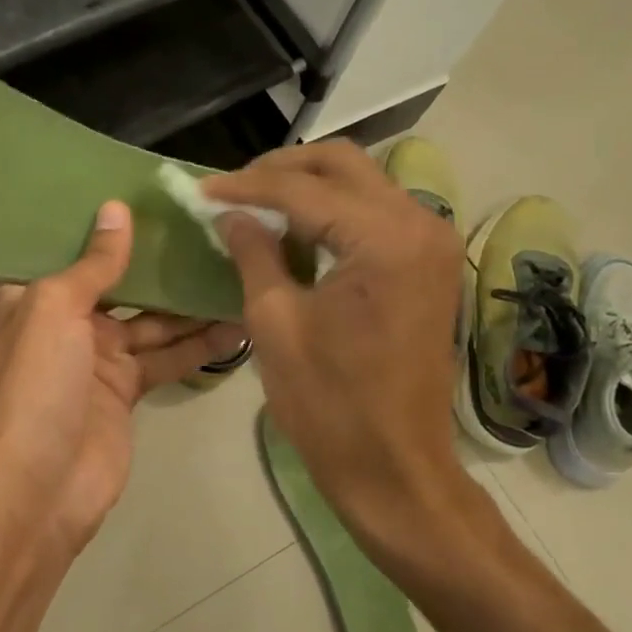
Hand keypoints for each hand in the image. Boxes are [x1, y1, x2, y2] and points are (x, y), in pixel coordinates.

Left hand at [0, 200, 247, 552]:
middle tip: (210, 227)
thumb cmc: (34, 386)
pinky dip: (198, 345)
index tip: (151, 191)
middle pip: (119, 280)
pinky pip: (167, 358)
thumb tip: (116, 210)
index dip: (107, 221)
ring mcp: (97, 357)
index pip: (71, 245)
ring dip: (189, 302)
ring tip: (236, 270)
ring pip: (152, 319)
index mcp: (32, 294)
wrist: (34, 492)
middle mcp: (64, 319)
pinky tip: (237, 325)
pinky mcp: (126, 390)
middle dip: (159, 259)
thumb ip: (93, 263)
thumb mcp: (55, 309)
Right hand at [203, 143, 468, 550]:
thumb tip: (230, 214)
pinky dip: (332, 210)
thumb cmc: (330, 403)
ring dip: (307, 185)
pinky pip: (375, 212)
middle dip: (280, 169)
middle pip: (342, 163)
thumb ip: (253, 253)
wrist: (396, 468)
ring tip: (255, 205)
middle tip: (231, 190)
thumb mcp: (275, 322)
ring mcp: (430, 243)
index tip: (201, 190)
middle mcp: (419, 224)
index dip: (245, 186)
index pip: (303, 188)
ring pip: (361, 182)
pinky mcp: (427, 264)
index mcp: (383, 239)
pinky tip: (294, 228)